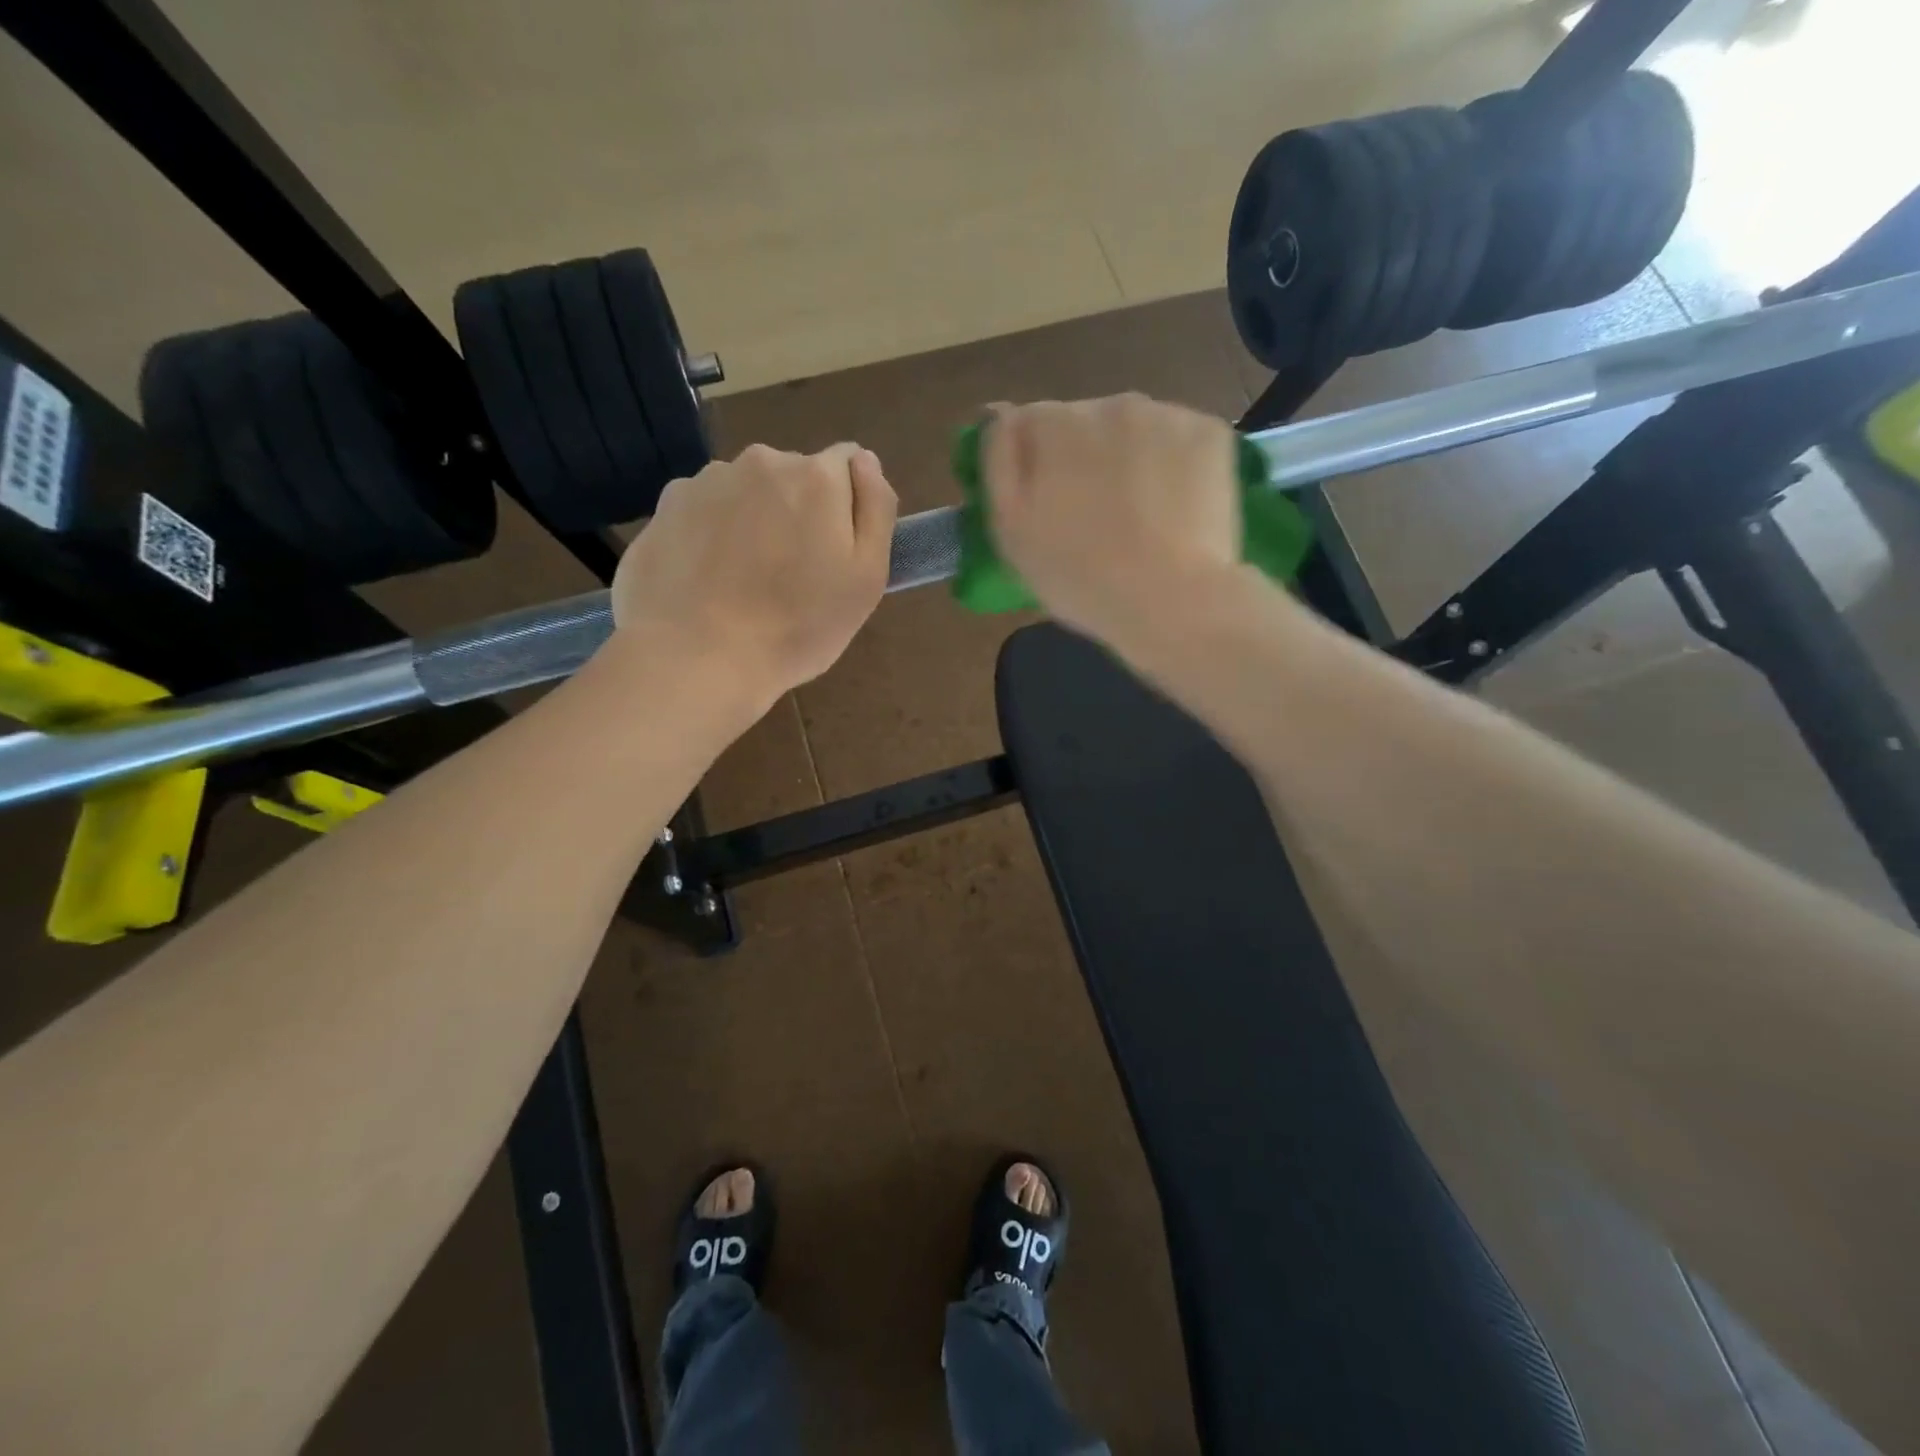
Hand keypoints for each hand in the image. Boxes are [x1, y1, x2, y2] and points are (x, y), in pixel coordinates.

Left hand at [612, 443, 896, 700]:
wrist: (695, 658)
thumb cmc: (796, 627)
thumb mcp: (866, 578)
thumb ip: (876, 508)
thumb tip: (866, 461)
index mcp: (816, 477)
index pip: (847, 463)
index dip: (847, 505)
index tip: (836, 550)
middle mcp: (760, 461)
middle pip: (794, 475)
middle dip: (798, 510)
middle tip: (792, 574)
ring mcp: (706, 481)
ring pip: (746, 491)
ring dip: (753, 520)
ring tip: (744, 581)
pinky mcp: (665, 507)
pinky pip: (704, 510)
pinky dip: (711, 533)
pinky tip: (708, 579)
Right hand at [981, 394, 1240, 644]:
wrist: (1172, 602)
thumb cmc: (1079, 576)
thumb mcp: (1010, 531)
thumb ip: (998, 463)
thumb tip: (1000, 416)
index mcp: (1055, 424)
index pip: (1030, 423)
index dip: (1033, 464)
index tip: (1045, 505)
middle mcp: (1110, 403)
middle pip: (1085, 422)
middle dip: (1083, 457)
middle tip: (1094, 517)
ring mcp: (1168, 414)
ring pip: (1135, 429)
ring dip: (1130, 458)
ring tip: (1139, 515)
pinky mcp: (1212, 433)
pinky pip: (1179, 440)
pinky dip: (1174, 464)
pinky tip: (1175, 507)